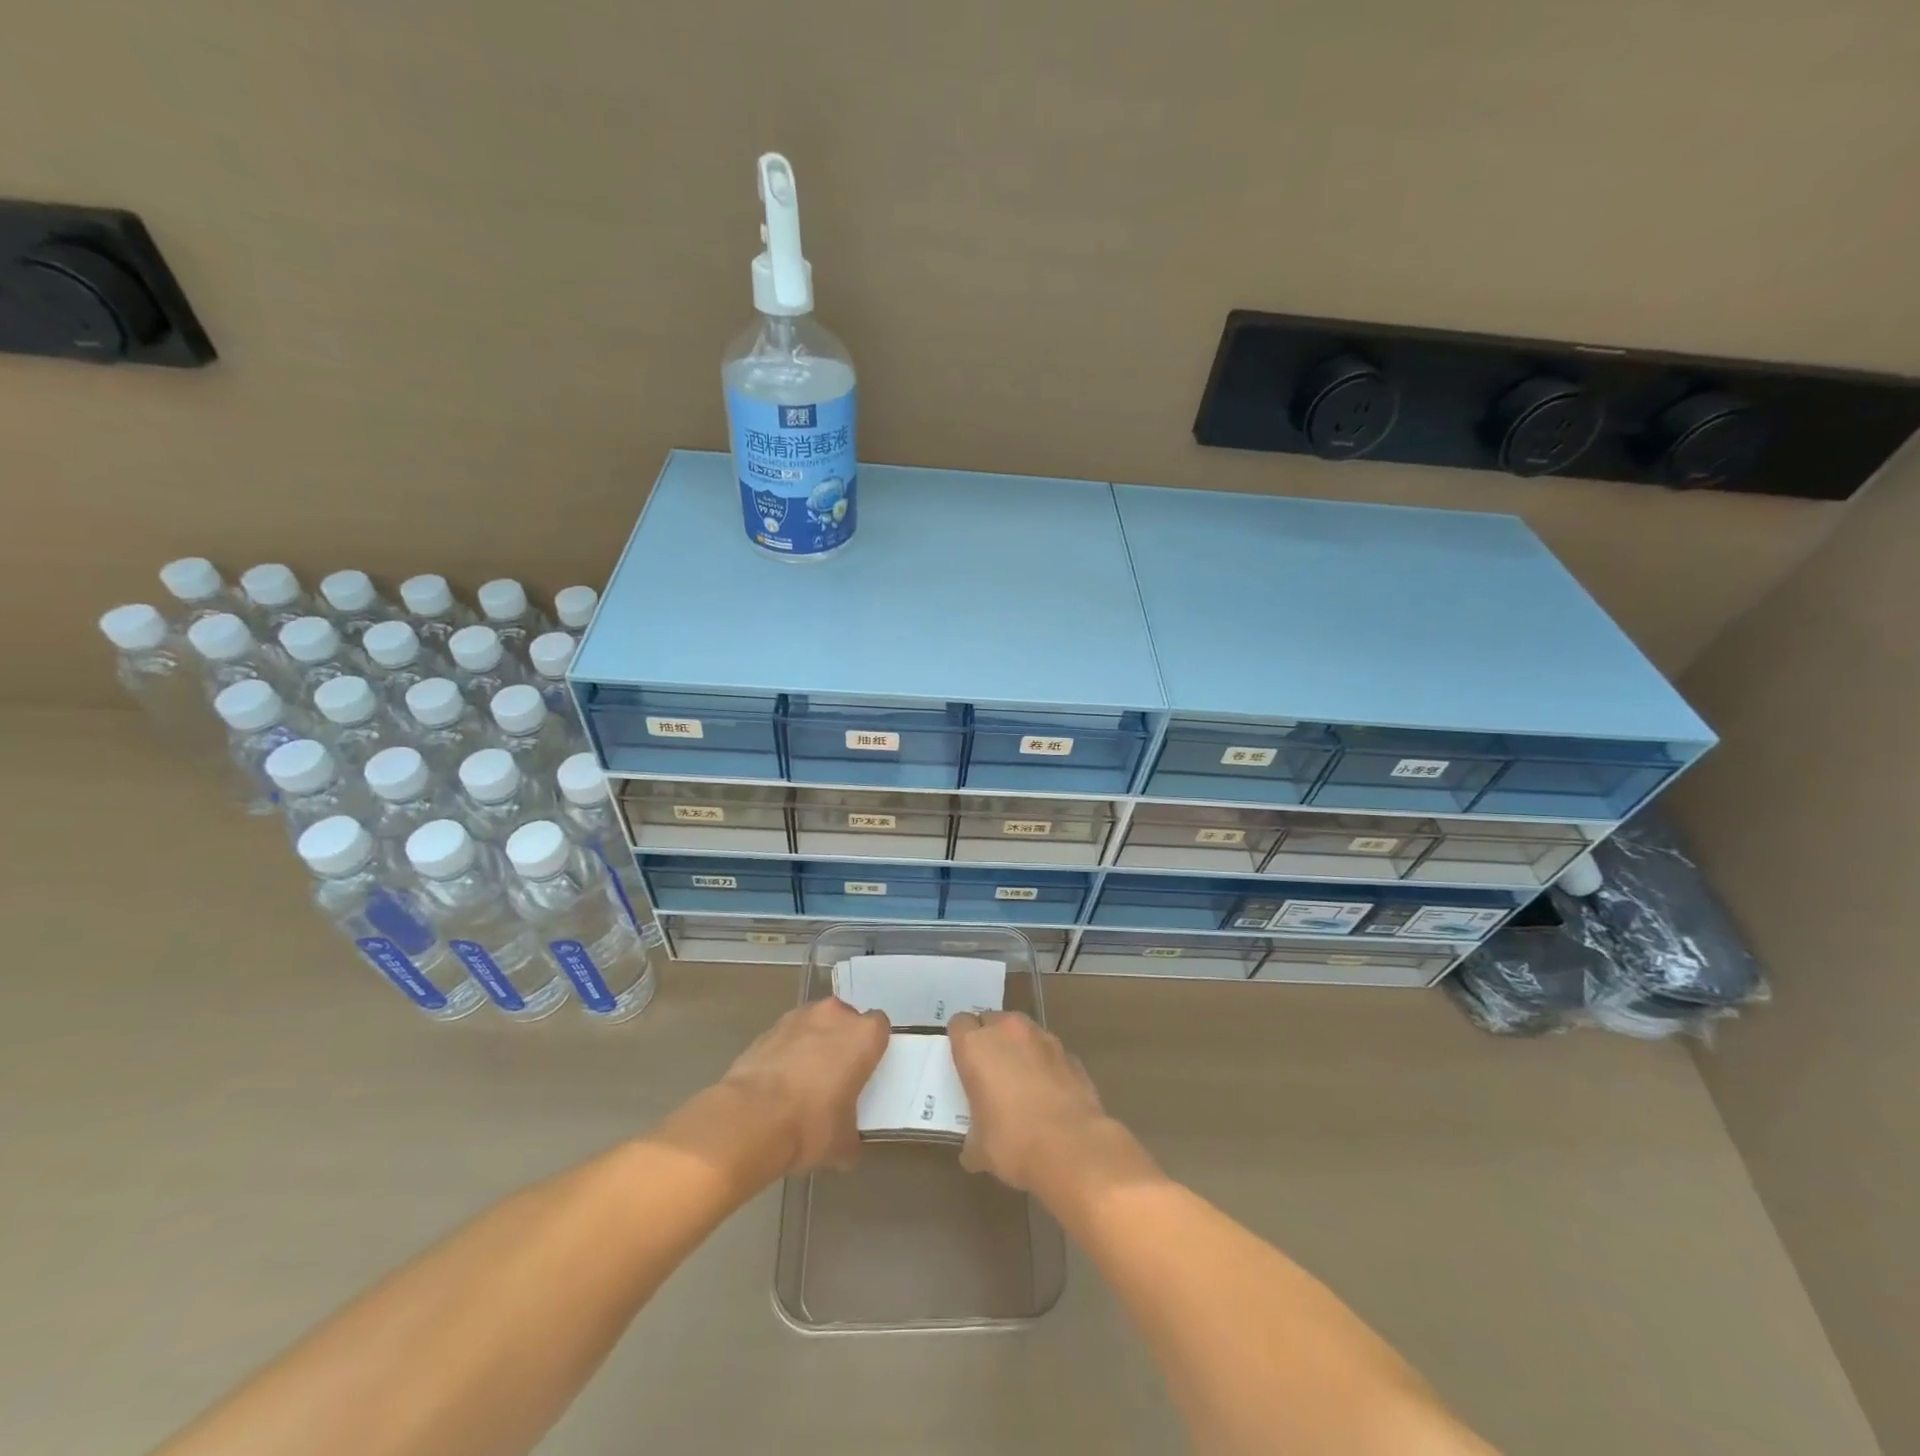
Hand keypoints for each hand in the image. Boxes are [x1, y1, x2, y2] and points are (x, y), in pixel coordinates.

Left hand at [719, 997, 889, 1174]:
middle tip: (836, 1077)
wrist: (750, 1119)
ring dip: (812, 1044)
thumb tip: (847, 1146)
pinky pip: (786, 1038)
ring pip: (814, 1025)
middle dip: (841, 1042)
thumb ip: (852, 1135)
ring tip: (802, 1082)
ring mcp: (798, 1017)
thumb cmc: (811, 1125)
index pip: (879, 1028)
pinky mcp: (767, 1029)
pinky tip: (776, 1086)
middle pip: (845, 1021)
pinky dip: (785, 1054)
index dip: (872, 1048)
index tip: (865, 1071)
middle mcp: (834, 1015)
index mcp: (864, 1035)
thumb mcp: (843, 1143)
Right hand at [948, 1011, 1127, 1193]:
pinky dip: (1045, 1065)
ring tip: (1021, 1082)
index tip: (962, 1063)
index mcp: (976, 1045)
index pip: (959, 1024)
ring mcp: (1043, 1038)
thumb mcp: (979, 1148)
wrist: (1073, 1148)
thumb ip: (972, 1136)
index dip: (960, 1041)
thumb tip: (974, 1149)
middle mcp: (1008, 1031)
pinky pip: (1049, 1053)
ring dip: (1019, 1049)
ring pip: (1023, 1033)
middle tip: (989, 1072)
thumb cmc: (1013, 1142)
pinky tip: (1049, 1095)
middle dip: (990, 1040)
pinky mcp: (1070, 1054)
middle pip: (991, 1021)